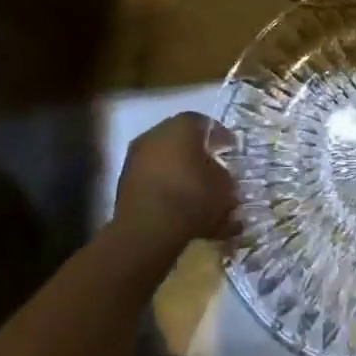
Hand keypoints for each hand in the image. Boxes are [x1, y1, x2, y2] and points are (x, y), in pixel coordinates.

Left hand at [113, 112, 236, 254]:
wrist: (148, 230)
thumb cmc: (192, 196)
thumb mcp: (224, 186)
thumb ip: (224, 175)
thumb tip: (219, 174)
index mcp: (182, 125)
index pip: (207, 124)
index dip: (222, 138)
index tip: (231, 151)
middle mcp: (156, 134)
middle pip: (183, 141)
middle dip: (199, 156)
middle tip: (214, 171)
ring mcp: (136, 158)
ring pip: (166, 162)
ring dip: (181, 175)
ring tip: (198, 194)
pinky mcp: (124, 184)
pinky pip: (153, 181)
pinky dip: (166, 190)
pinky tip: (180, 207)